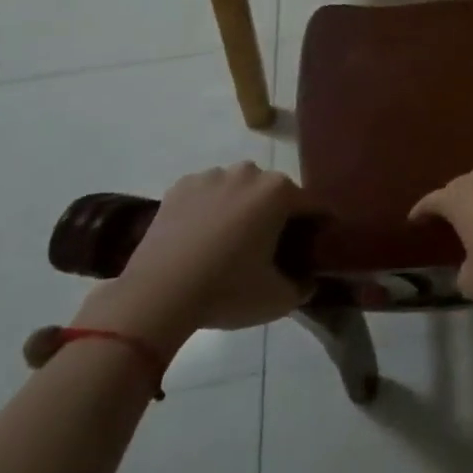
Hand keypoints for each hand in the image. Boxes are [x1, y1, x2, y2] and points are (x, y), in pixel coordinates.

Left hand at [73, 162, 311, 354]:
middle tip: (266, 249)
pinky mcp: (180, 186)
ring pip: (239, 189)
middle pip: (274, 193)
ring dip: (240, 207)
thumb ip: (302, 287)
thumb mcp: (276, 300)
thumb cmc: (226, 291)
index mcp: (279, 191)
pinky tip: (198, 237)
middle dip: (276, 215)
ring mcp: (212, 176)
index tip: (313, 246)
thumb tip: (308, 282)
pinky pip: (206, 193)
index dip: (317, 226)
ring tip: (226, 243)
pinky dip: (208, 208)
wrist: (155, 297)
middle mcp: (250, 172)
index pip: (312, 205)